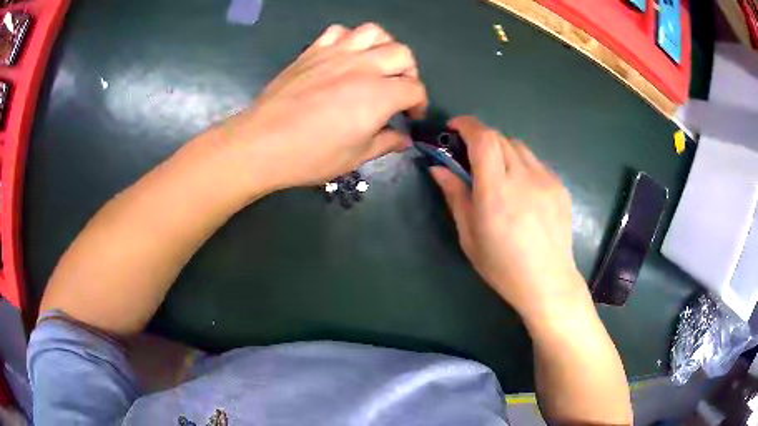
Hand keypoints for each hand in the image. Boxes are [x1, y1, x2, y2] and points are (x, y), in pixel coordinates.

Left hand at [220, 23, 427, 191]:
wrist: (262, 143)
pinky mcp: (313, 51)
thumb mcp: (355, 157)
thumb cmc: (311, 156)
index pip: (414, 89)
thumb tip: (404, 139)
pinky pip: (338, 31)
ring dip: (383, 46)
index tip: (411, 117)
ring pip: (374, 32)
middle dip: (409, 72)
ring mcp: (336, 54)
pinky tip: (345, 55)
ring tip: (377, 64)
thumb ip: (385, 143)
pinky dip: (349, 38)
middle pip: (402, 54)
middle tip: (398, 90)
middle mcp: (363, 66)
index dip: (419, 103)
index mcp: (379, 95)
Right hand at [430, 116, 588, 320]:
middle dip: (481, 139)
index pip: (484, 139)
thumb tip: (439, 168)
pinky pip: (536, 163)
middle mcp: (524, 178)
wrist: (548, 282)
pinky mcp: (560, 187)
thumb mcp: (470, 236)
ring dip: (502, 150)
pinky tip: (521, 190)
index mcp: (497, 191)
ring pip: (519, 147)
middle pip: (500, 137)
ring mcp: (547, 180)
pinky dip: (521, 165)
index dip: (466, 125)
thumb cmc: (503, 266)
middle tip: (471, 157)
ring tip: (498, 174)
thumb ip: (455, 196)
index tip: (454, 129)